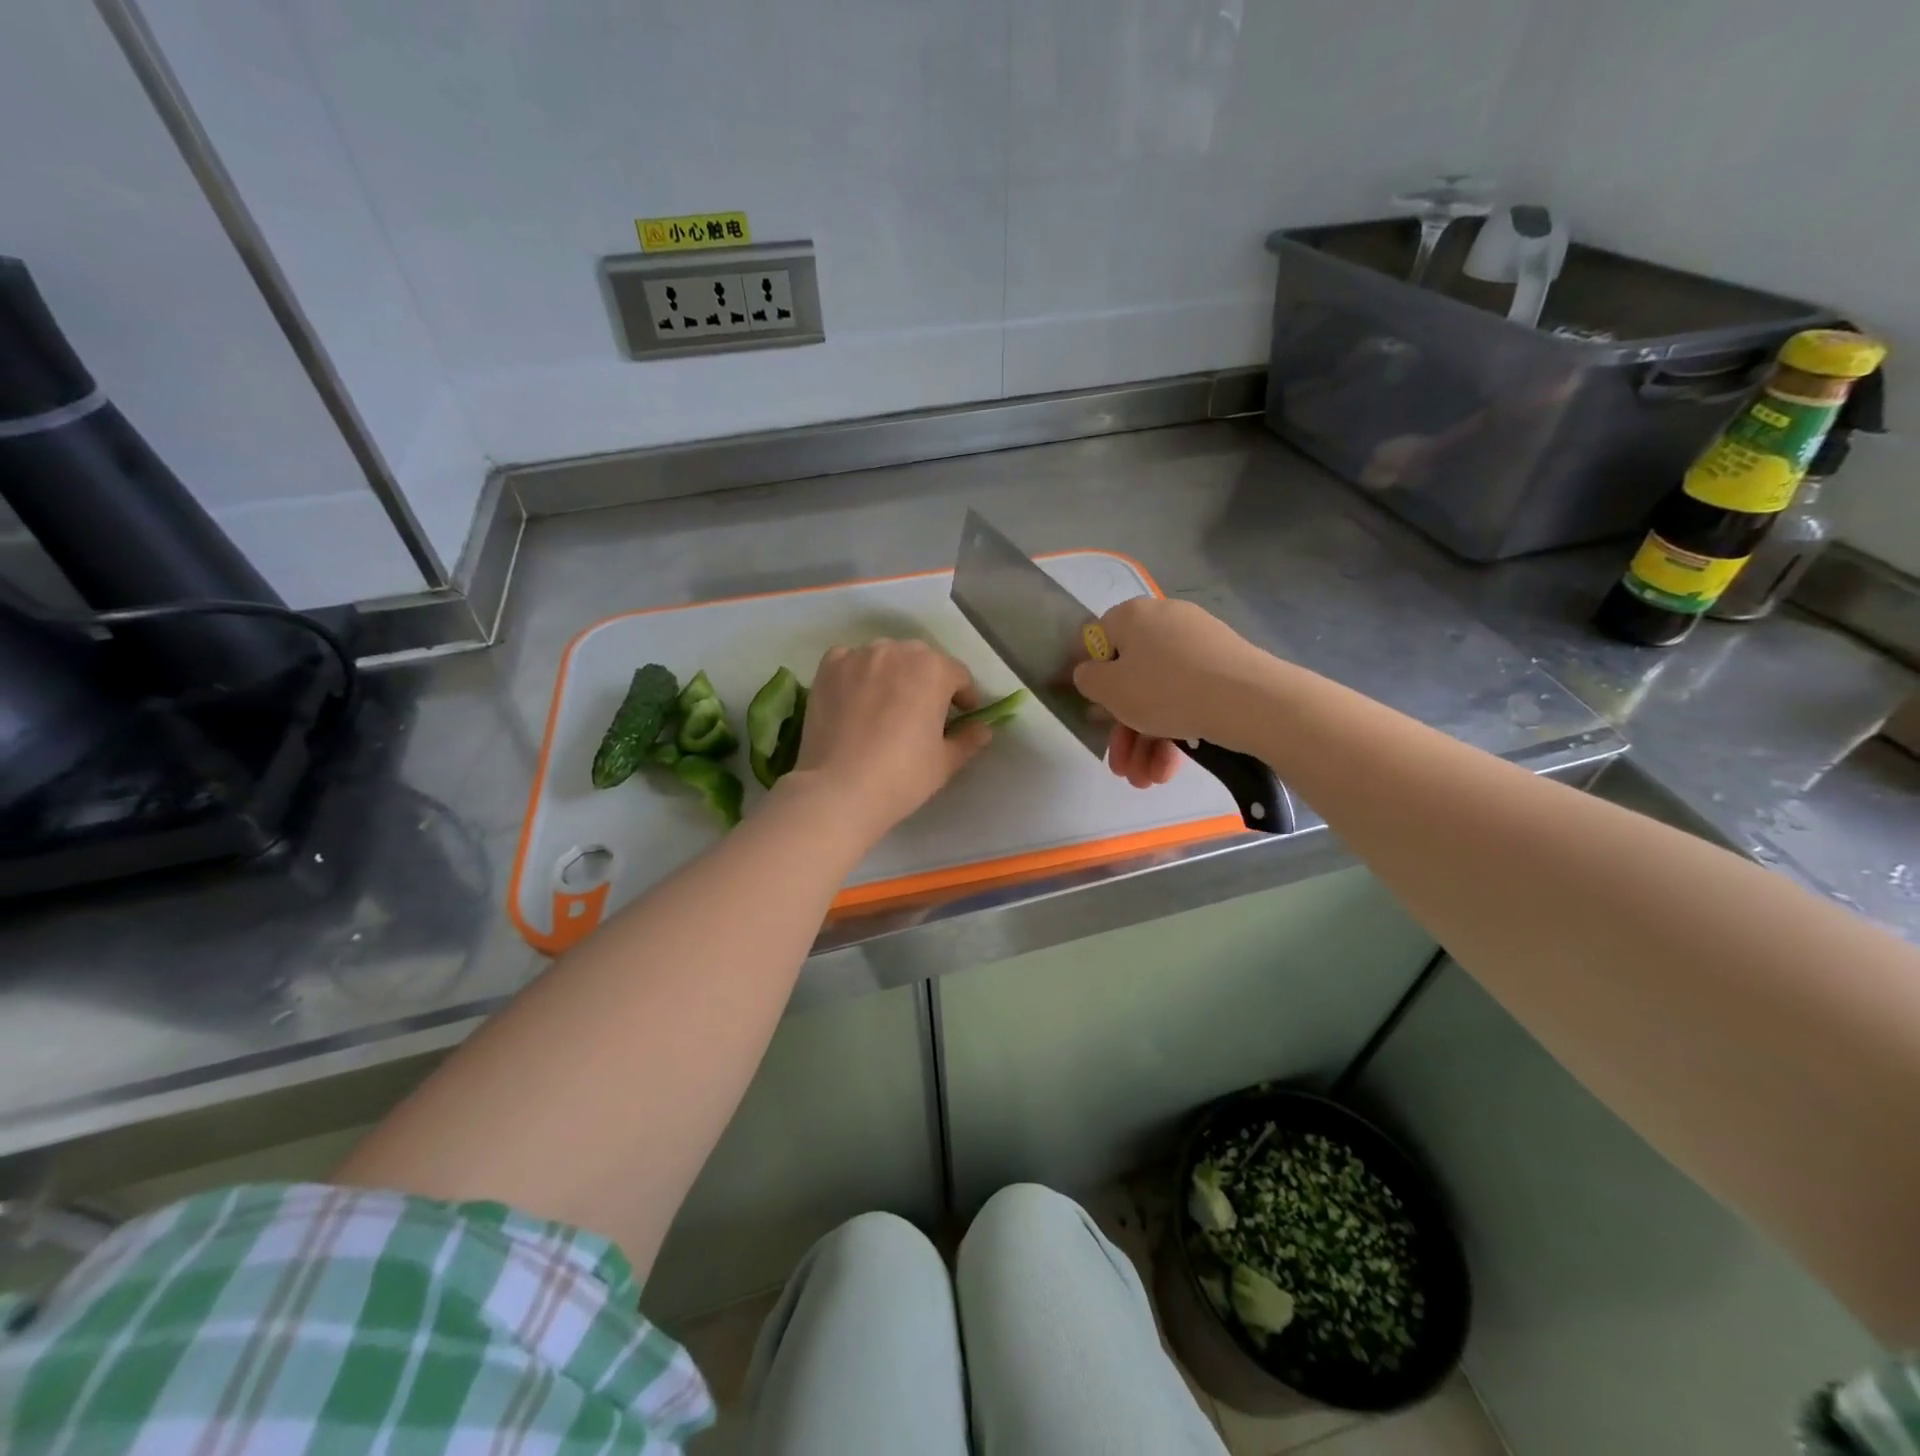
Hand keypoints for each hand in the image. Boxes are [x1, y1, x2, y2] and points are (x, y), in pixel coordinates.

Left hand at [783, 639, 990, 841]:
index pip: (958, 675)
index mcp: (933, 669)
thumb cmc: (902, 776)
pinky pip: (850, 661)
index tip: (962, 716)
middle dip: (928, 681)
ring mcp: (858, 656)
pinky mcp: (828, 668)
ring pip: (885, 657)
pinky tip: (856, 698)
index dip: (964, 697)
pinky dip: (858, 673)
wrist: (839, 789)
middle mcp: (897, 651)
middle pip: (921, 659)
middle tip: (924, 712)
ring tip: (888, 704)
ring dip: (893, 673)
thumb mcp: (945, 762)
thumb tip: (983, 730)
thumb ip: (968, 739)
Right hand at [1072, 597, 1273, 767]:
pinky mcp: (1223, 668)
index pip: (1098, 640)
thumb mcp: (1111, 689)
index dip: (1089, 677)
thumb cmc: (1166, 690)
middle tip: (1121, 765)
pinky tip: (1169, 769)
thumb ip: (1088, 679)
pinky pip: (1188, 697)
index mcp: (1133, 616)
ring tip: (1145, 780)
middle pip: (1131, 678)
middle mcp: (1165, 622)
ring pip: (1160, 695)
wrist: (1250, 700)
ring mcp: (1198, 645)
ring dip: (1146, 741)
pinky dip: (1175, 731)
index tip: (1091, 711)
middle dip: (1122, 729)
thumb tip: (1089, 672)